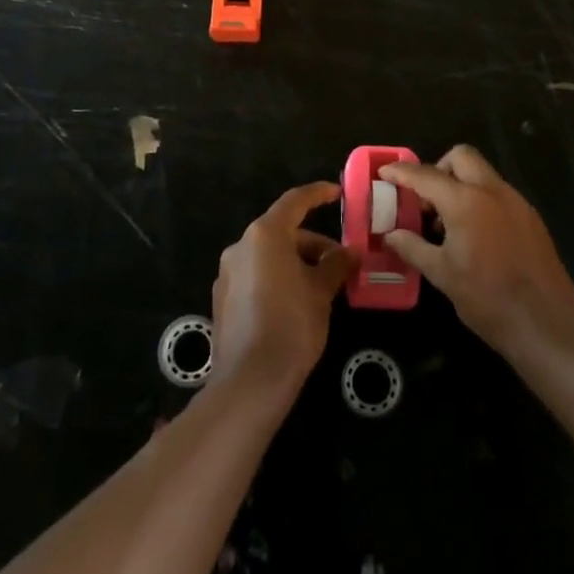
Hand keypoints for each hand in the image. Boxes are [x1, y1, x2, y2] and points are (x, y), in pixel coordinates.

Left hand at [211, 182, 355, 398]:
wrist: (250, 381)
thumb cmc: (292, 325)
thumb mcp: (321, 292)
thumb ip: (336, 265)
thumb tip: (350, 252)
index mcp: (264, 235)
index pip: (294, 202)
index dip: (317, 194)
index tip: (336, 192)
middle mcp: (241, 247)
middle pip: (282, 233)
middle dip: (314, 245)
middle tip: (341, 264)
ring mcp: (228, 274)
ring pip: (269, 257)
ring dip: (297, 264)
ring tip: (324, 288)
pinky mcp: (224, 300)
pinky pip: (257, 277)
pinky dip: (279, 279)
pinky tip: (298, 304)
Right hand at [381, 146, 573, 359]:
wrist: (545, 325)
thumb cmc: (486, 299)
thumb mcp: (442, 274)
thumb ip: (413, 247)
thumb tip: (391, 235)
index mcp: (466, 201)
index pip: (426, 175)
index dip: (401, 172)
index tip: (385, 172)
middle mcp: (493, 191)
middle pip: (461, 157)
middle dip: (438, 168)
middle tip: (425, 199)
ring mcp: (517, 203)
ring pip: (483, 174)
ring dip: (461, 185)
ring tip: (447, 223)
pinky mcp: (532, 218)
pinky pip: (499, 194)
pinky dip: (481, 201)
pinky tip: (475, 236)